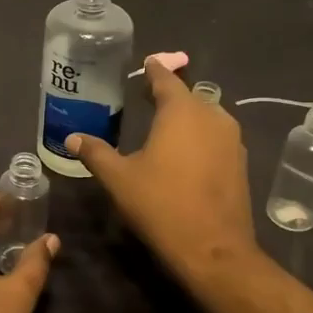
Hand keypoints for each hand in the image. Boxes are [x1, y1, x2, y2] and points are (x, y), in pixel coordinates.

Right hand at [68, 58, 258, 286]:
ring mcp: (231, 140)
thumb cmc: (161, 205)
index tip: (147, 63)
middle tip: (147, 96)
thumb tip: (72, 137)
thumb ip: (96, 153)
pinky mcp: (239, 162)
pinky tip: (184, 152)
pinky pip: (216, 137)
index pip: (166, 79)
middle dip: (169, 94)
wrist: (213, 249)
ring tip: (164, 124)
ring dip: (186, 116)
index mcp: (182, 111)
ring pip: (206, 116)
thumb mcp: (119, 179)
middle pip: (188, 96)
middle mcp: (212, 116)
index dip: (154, 71)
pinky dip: (199, 136)